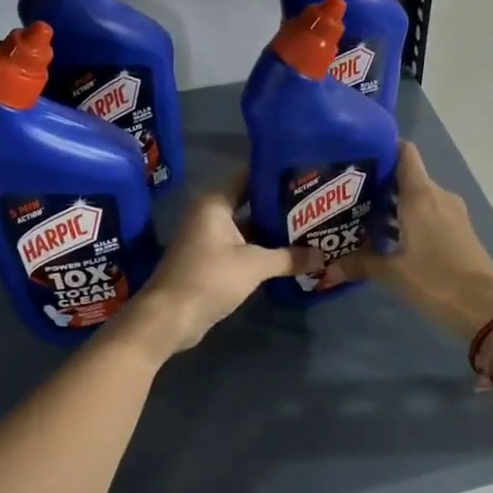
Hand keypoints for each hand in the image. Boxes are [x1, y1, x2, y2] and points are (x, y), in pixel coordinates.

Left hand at [130, 170, 321, 353]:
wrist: (170, 317)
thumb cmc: (209, 278)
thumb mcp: (254, 265)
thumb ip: (289, 258)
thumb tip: (322, 256)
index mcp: (215, 202)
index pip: (249, 176)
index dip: (277, 176)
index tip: (305, 176)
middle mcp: (210, 214)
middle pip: (251, 202)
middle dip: (281, 207)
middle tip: (315, 206)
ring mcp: (209, 238)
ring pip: (248, 227)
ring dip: (273, 231)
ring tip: (309, 229)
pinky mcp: (210, 260)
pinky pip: (242, 247)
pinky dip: (261, 250)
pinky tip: (289, 255)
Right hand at [331, 142, 492, 341]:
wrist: (485, 307)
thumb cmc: (435, 280)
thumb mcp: (393, 273)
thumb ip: (361, 263)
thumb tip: (329, 267)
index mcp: (421, 195)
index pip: (404, 153)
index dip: (383, 149)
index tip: (357, 159)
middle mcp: (437, 195)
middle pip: (406, 176)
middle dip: (379, 184)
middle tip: (347, 196)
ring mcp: (451, 213)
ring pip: (417, 197)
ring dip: (393, 205)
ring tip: (361, 218)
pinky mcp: (458, 230)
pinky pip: (429, 213)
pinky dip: (409, 219)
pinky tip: (387, 238)